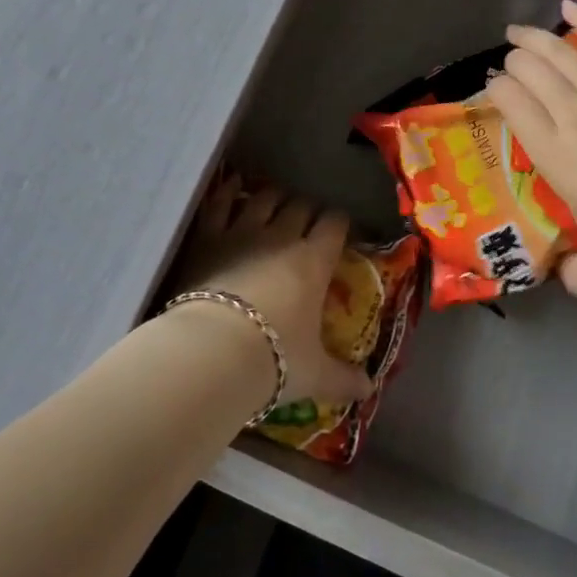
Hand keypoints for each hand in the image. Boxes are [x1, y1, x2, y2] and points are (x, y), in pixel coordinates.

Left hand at [171, 174, 374, 409]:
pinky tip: (230, 185)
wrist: (212, 353)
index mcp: (314, 261)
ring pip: (264, 198)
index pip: (335, 225)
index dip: (339, 222)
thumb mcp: (314, 375)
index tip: (340, 229)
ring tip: (274, 201)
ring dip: (272, 197)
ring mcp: (243, 232)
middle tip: (307, 221)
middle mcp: (282, 237)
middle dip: (307, 209)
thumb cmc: (273, 360)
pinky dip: (226, 192)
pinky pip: (219, 204)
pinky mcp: (208, 238)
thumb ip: (343, 379)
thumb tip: (369, 391)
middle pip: (301, 206)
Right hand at [486, 0, 576, 296]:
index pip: (511, 106)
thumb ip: (574, 275)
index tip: (493, 89)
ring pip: (558, 52)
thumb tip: (561, 280)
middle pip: (529, 73)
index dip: (496, 90)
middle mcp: (571, 116)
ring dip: (532, 38)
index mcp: (555, 155)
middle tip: (509, 65)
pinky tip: (568, 5)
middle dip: (512, 64)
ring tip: (516, 31)